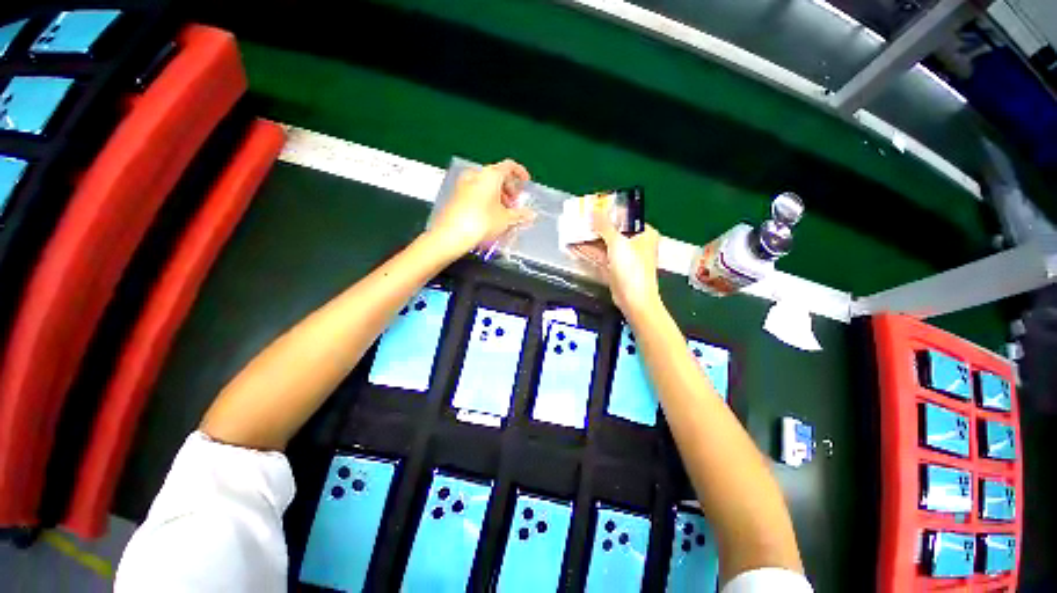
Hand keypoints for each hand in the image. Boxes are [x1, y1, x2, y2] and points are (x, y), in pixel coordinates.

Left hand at [429, 159, 535, 255]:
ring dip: (498, 195)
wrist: (451, 234)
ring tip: (503, 212)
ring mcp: (464, 183)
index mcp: (490, 174)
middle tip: (515, 204)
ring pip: (485, 184)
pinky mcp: (456, 194)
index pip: (509, 166)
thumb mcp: (506, 219)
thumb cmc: (482, 222)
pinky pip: (476, 191)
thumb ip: (520, 214)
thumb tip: (531, 214)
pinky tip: (490, 214)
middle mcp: (476, 174)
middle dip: (509, 188)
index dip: (520, 173)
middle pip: (497, 175)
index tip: (525, 182)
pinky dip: (486, 198)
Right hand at [570, 211, 661, 314]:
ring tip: (571, 232)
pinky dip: (589, 252)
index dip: (608, 211)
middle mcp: (635, 243)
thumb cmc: (631, 269)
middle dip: (594, 227)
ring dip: (588, 240)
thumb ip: (604, 226)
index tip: (592, 207)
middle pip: (612, 230)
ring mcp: (624, 257)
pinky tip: (574, 247)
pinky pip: (600, 256)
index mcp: (644, 233)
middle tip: (578, 219)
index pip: (625, 217)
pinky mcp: (615, 269)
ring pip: (604, 244)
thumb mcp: (618, 243)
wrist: (634, 300)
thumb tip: (593, 210)